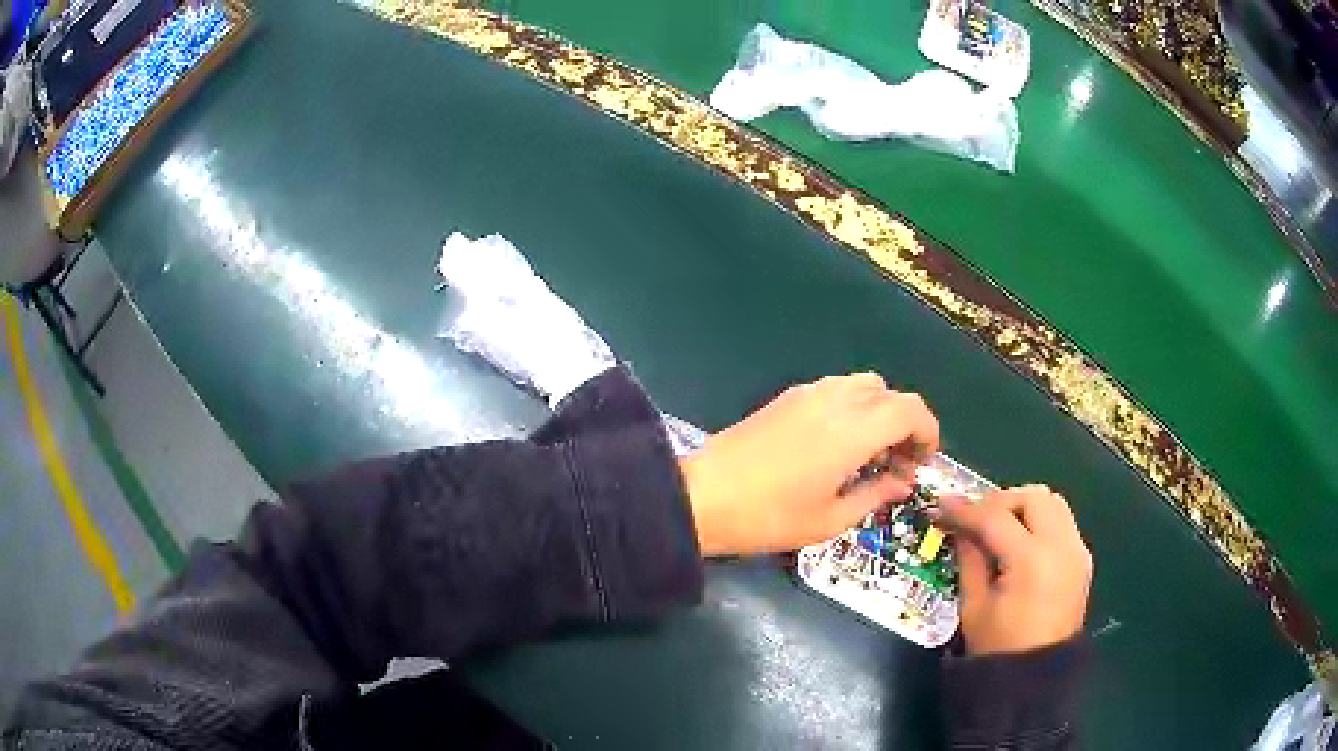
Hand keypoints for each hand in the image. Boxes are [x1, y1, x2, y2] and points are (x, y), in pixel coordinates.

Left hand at [679, 372, 938, 556]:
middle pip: (889, 393)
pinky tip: (836, 445)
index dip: (928, 432)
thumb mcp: (830, 519)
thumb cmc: (770, 517)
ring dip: (878, 412)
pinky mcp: (786, 397)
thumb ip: (875, 495)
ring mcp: (808, 393)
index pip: (911, 410)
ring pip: (863, 385)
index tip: (922, 463)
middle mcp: (836, 399)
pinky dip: (852, 408)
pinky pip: (835, 390)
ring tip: (868, 454)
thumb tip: (902, 482)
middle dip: (905, 424)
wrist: (702, 496)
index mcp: (855, 429)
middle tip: (896, 464)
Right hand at [936, 486, 1092, 655]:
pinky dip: (1039, 522)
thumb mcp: (974, 605)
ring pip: (1053, 503)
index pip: (995, 518)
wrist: (1034, 681)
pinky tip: (1020, 544)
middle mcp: (1062, 546)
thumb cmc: (997, 648)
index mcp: (1031, 561)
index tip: (941, 506)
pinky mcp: (1082, 560)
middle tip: (975, 517)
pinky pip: (1062, 523)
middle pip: (1033, 497)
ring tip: (998, 527)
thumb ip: (970, 558)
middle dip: (1001, 501)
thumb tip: (959, 527)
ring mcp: (1077, 551)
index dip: (965, 509)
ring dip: (1023, 507)